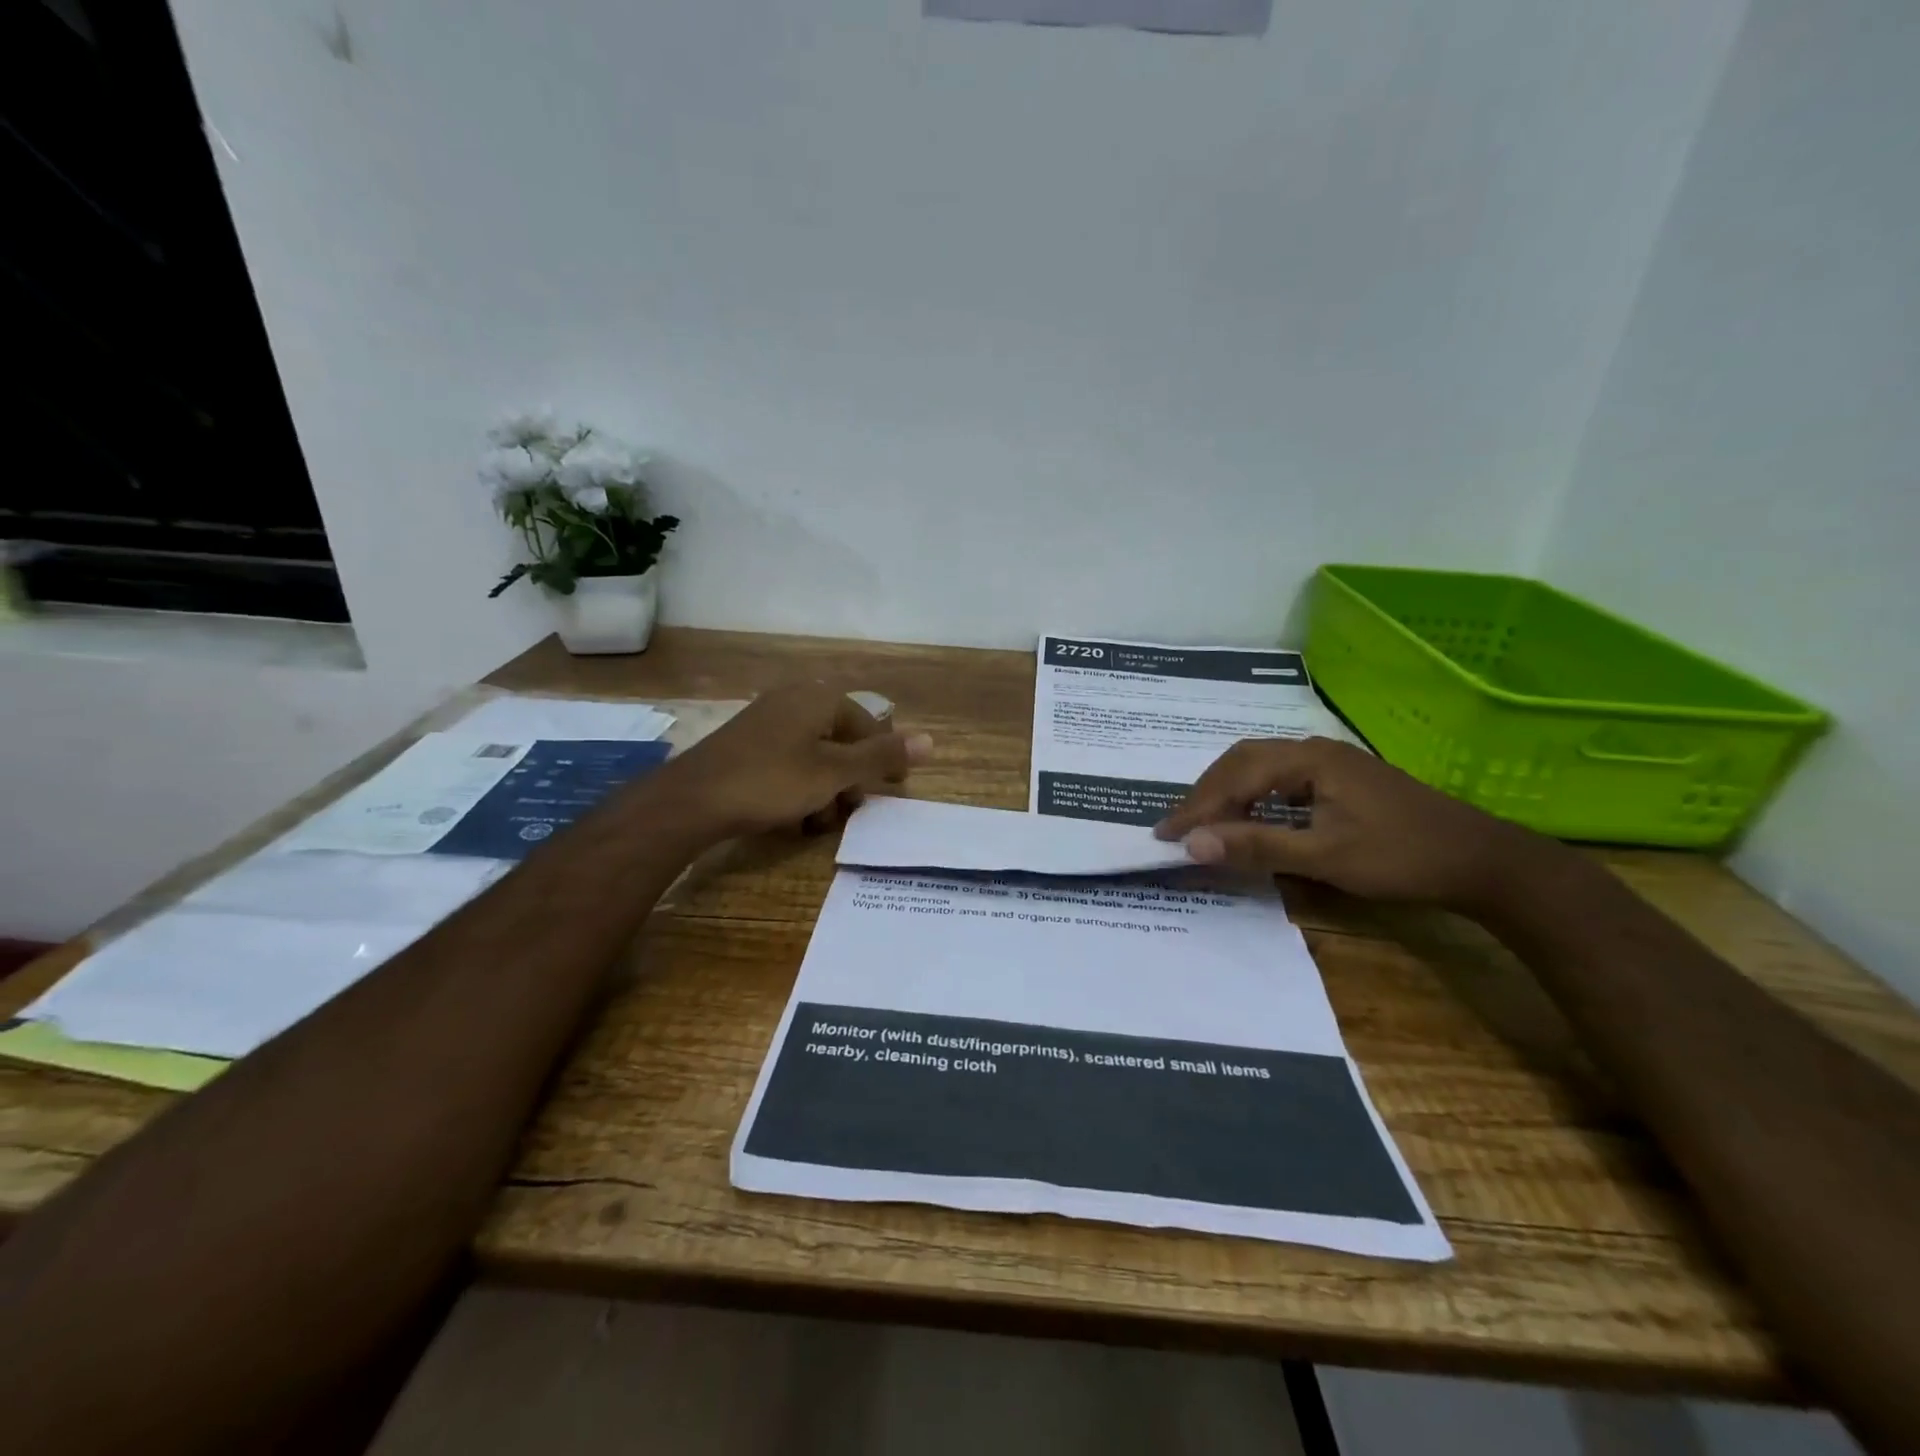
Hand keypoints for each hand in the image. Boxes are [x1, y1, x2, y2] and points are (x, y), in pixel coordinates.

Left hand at [652, 682, 932, 839]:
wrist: (692, 800)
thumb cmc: (771, 781)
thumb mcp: (834, 773)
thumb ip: (881, 757)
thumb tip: (931, 740)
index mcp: (818, 699)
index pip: (868, 725)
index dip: (883, 759)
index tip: (890, 791)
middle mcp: (794, 701)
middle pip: (840, 740)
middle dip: (849, 780)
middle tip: (848, 810)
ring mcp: (766, 721)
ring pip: (814, 755)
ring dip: (824, 790)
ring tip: (817, 823)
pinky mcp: (745, 744)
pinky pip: (787, 762)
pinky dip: (798, 787)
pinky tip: (792, 818)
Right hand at [1153, 737, 1538, 909]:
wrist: (1482, 861)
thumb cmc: (1402, 857)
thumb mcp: (1325, 856)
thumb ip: (1256, 847)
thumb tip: (1193, 844)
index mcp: (1308, 759)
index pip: (1234, 777)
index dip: (1197, 808)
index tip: (1165, 835)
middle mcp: (1313, 750)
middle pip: (1241, 761)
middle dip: (1205, 793)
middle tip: (1179, 827)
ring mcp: (1329, 763)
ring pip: (1260, 767)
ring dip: (1227, 792)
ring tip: (1204, 823)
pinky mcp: (1341, 781)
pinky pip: (1279, 779)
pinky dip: (1252, 797)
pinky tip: (1249, 818)